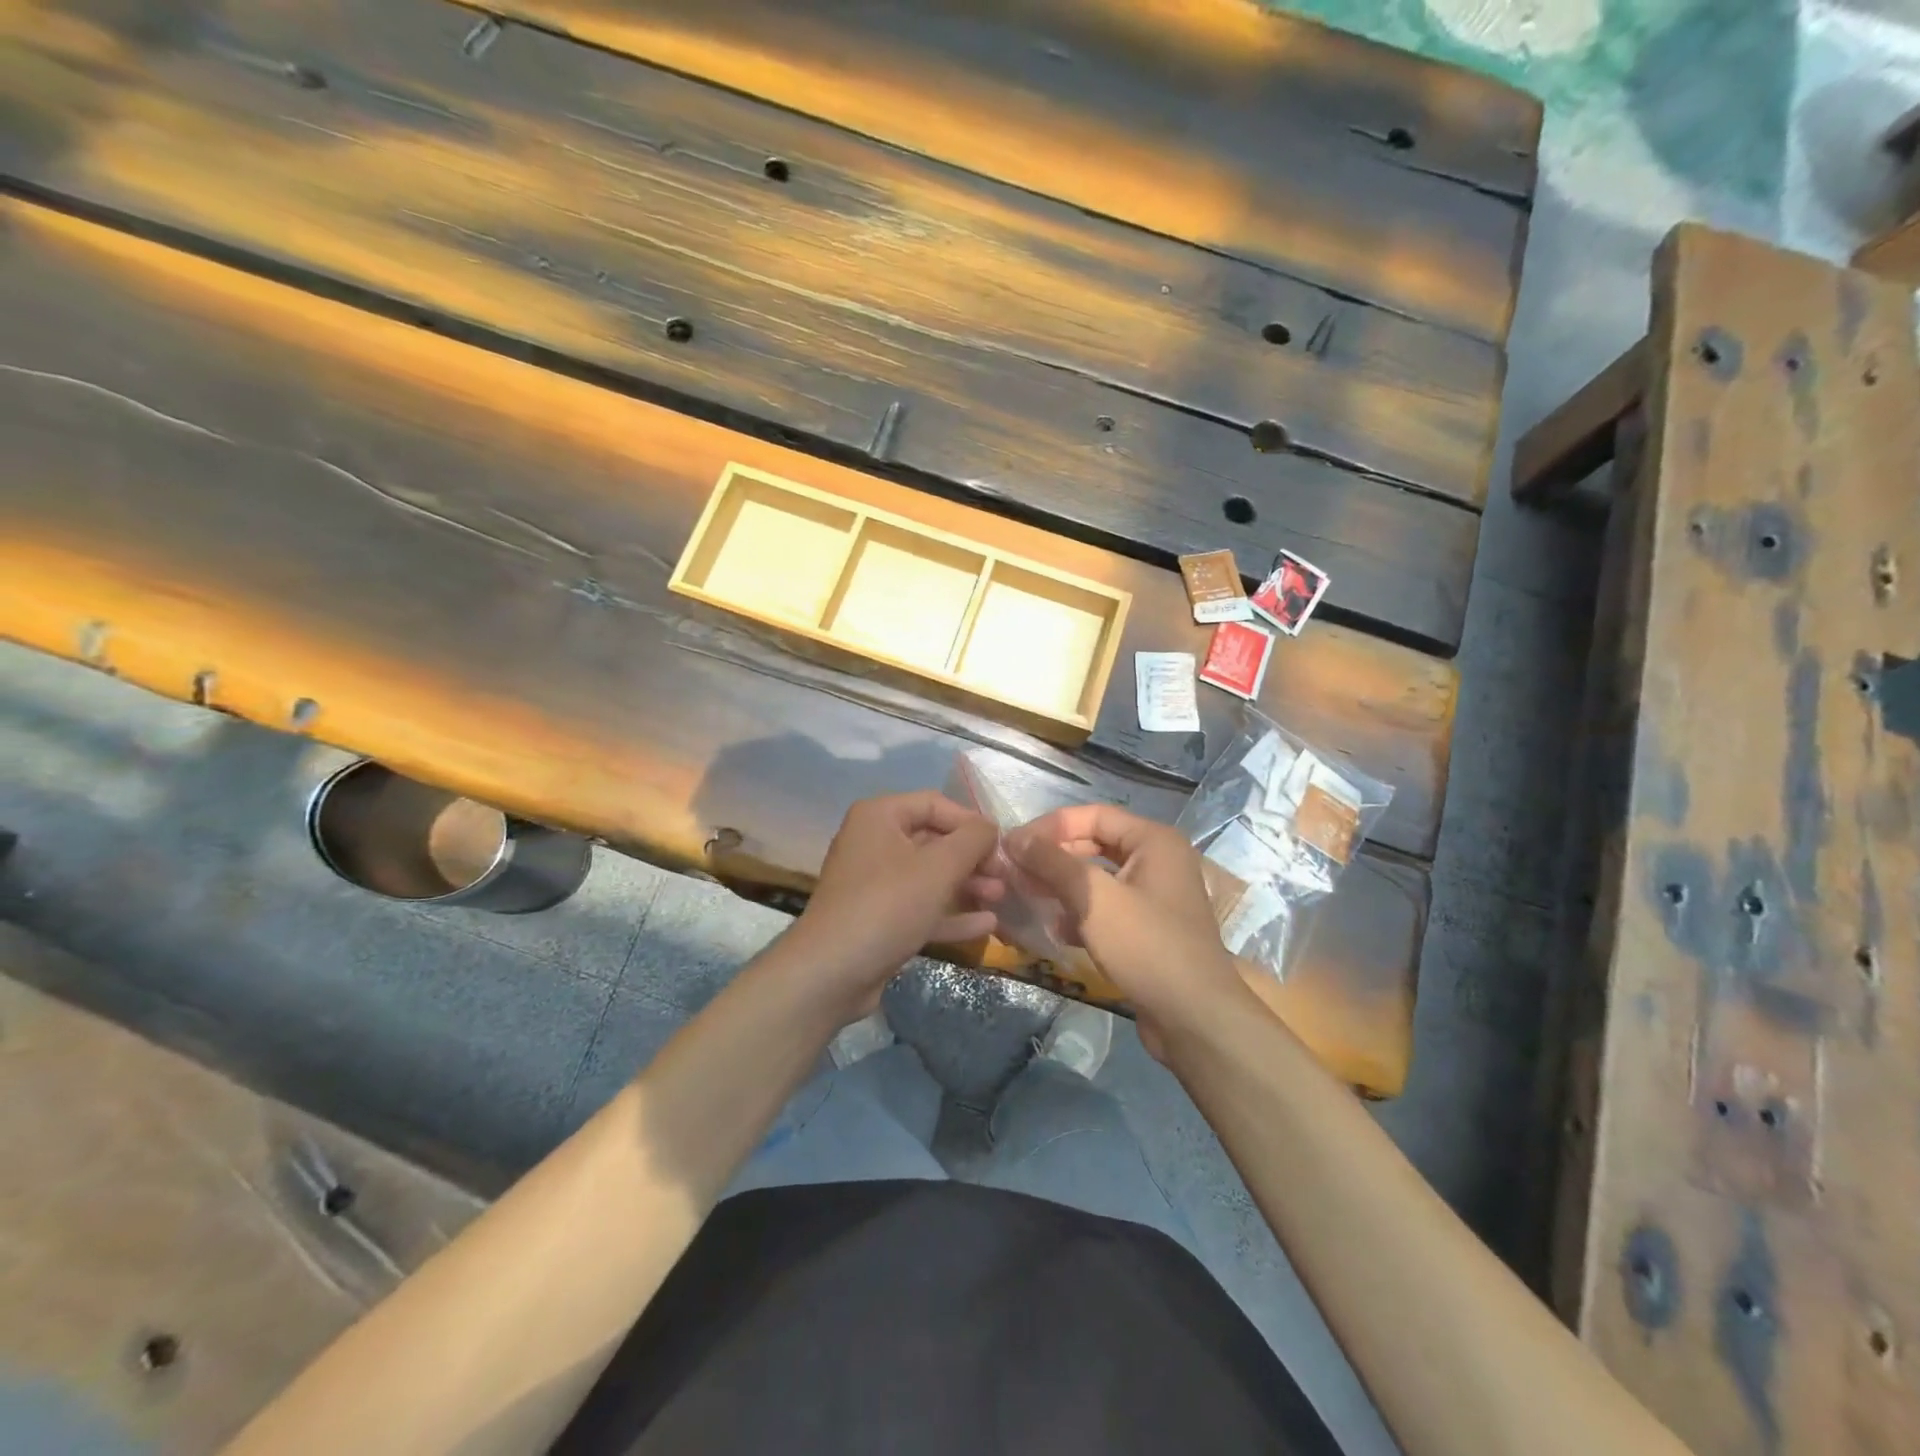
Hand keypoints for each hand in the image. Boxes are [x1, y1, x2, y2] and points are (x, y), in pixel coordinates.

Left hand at [789, 792, 1001, 1016]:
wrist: (832, 972)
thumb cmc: (888, 905)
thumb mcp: (939, 867)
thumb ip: (972, 840)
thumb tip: (991, 827)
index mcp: (880, 816)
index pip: (935, 804)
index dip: (971, 821)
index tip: (1001, 845)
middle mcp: (873, 842)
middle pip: (933, 840)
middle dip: (972, 858)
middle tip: (1004, 876)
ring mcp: (874, 883)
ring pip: (929, 876)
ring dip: (966, 885)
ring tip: (1000, 898)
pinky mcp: (878, 918)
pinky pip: (920, 906)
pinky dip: (950, 913)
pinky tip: (986, 924)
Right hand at [1007, 805, 1251, 1058]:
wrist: (1194, 1017)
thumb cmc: (1146, 945)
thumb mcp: (1094, 898)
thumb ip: (1053, 863)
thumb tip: (1015, 839)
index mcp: (1153, 840)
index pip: (1092, 815)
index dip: (1050, 826)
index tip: (1013, 845)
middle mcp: (1157, 860)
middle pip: (1094, 844)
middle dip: (1054, 857)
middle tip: (1014, 871)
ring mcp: (1155, 896)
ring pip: (1098, 878)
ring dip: (1062, 885)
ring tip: (1027, 897)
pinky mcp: (1148, 928)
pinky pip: (1107, 907)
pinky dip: (1081, 912)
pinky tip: (1058, 930)